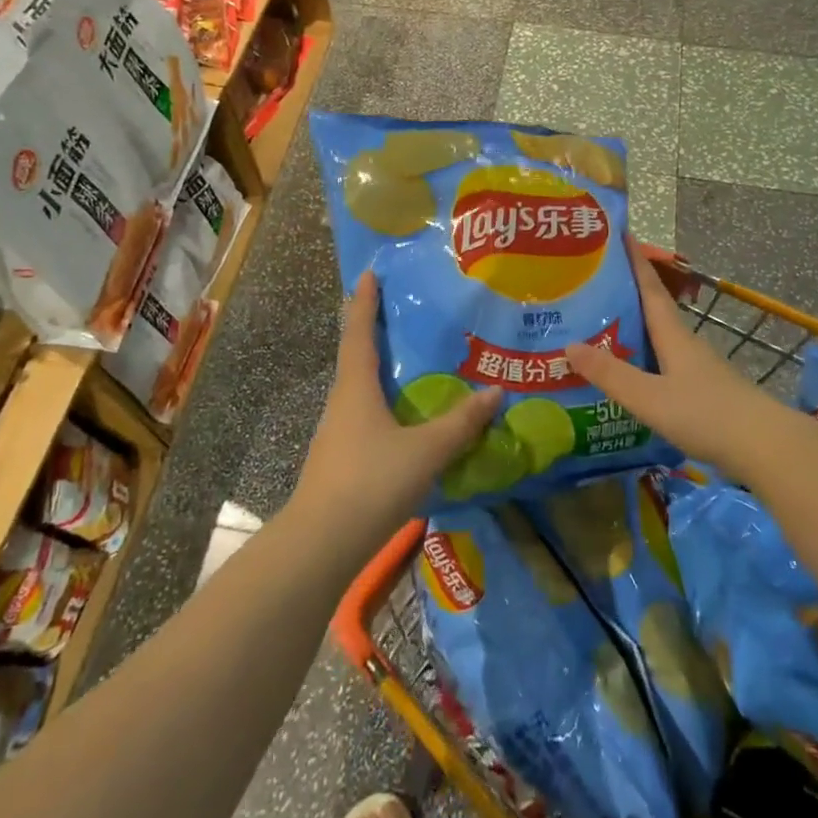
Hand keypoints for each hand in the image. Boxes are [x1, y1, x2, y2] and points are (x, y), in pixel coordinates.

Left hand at [290, 272, 500, 555]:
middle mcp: (342, 402)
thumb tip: (496, 392)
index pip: (359, 332)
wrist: (321, 543)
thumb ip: (461, 422)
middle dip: (375, 332)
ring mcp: (337, 433)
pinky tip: (406, 419)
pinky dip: (385, 405)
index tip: (369, 274)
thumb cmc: (371, 482)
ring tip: (413, 363)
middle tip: (403, 313)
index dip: (365, 302)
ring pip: (361, 390)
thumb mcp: (426, 450)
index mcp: (355, 388)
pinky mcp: (341, 459)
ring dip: (381, 371)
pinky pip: (366, 418)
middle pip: (357, 357)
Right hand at [564, 243, 787, 475]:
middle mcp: (687, 344)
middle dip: (627, 293)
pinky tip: (631, 373)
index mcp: (674, 336)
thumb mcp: (649, 397)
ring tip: (601, 327)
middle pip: (654, 310)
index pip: (650, 288)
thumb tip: (567, 345)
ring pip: (661, 338)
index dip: (635, 262)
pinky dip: (645, 358)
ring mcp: (699, 368)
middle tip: (593, 284)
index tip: (620, 235)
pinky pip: (666, 364)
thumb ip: (610, 374)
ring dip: (635, 328)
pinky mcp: (705, 391)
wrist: (766, 448)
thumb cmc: (706, 415)